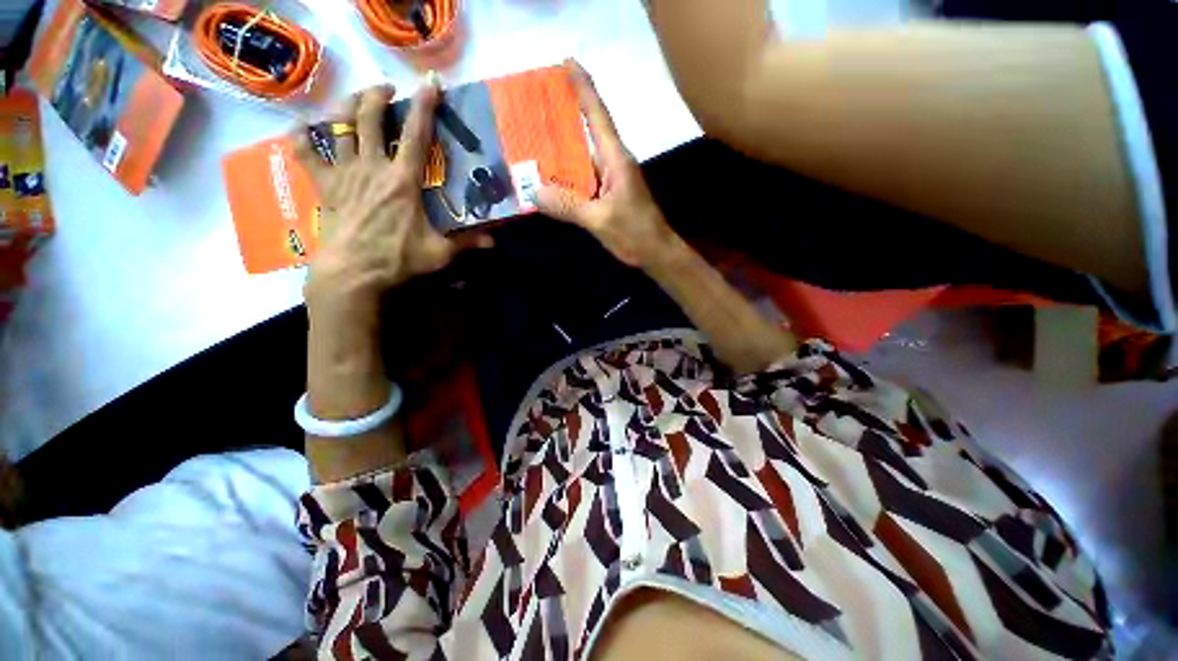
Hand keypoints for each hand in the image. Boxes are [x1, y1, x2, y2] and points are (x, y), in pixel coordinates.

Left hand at [294, 80, 491, 322]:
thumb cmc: (398, 259)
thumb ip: (466, 243)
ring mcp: (344, 173)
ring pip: (339, 127)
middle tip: (387, 89)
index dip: (425, 106)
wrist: (353, 272)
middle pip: (370, 118)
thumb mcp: (440, 253)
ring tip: (356, 98)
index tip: (430, 83)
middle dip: (378, 95)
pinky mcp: (324, 186)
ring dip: (346, 106)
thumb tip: (493, 242)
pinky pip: (307, 154)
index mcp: (403, 180)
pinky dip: (302, 137)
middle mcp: (372, 167)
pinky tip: (302, 126)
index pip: (417, 135)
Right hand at [536, 60, 677, 268]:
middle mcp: (612, 163)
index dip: (583, 87)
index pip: (597, 115)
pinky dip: (564, 178)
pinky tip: (547, 180)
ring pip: (580, 159)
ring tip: (528, 142)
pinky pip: (581, 180)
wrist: (655, 253)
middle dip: (560, 118)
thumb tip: (534, 191)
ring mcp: (609, 180)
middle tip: (529, 107)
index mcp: (615, 159)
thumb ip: (568, 206)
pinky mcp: (606, 195)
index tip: (566, 62)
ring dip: (558, 152)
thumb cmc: (635, 233)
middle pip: (585, 133)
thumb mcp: (600, 220)